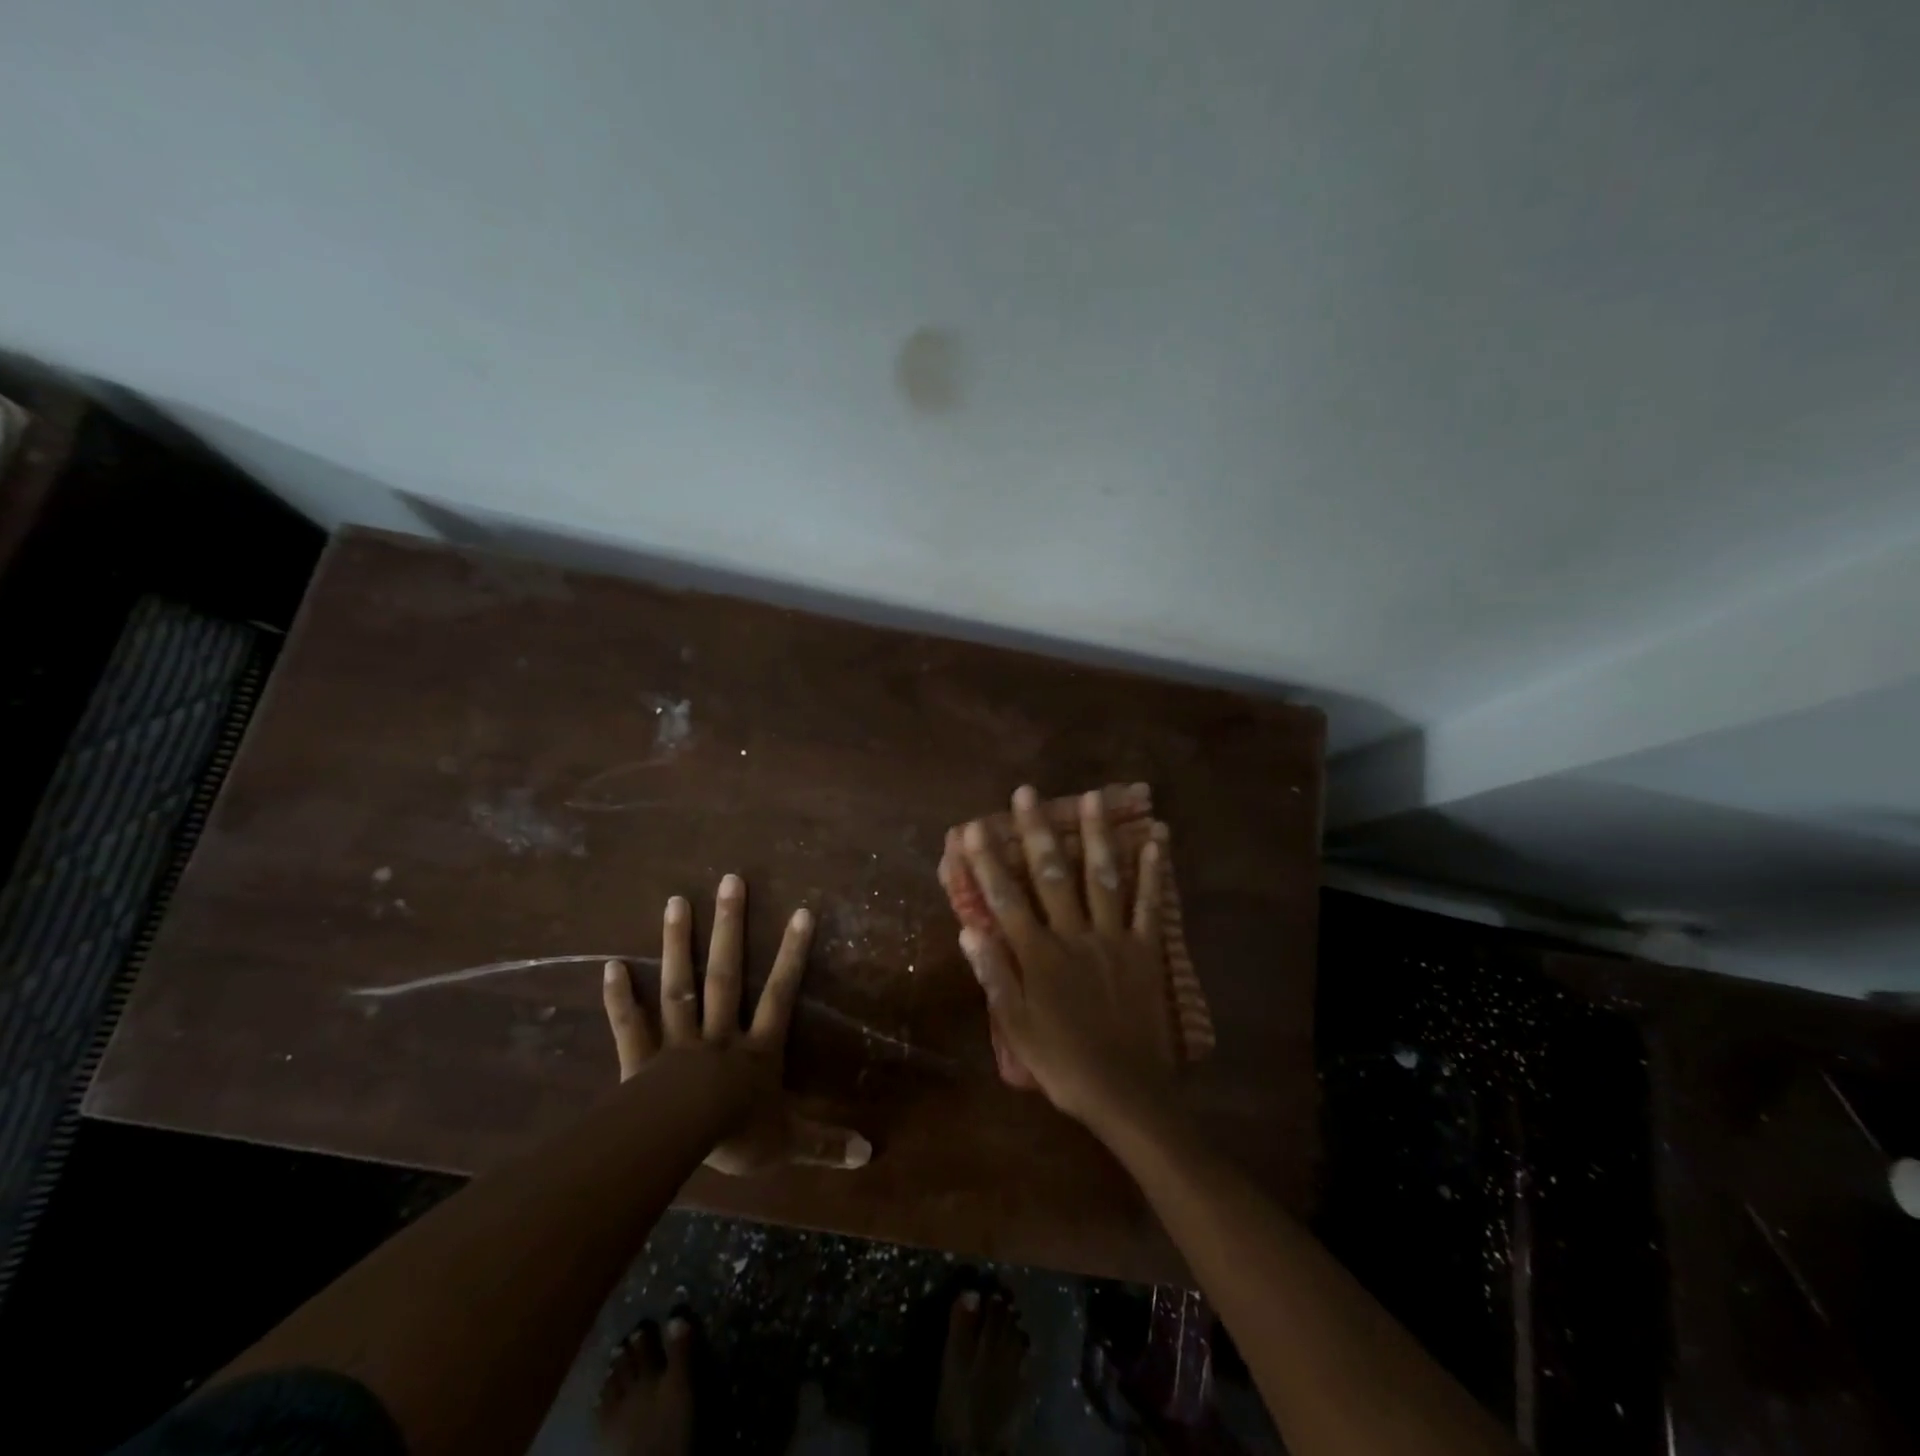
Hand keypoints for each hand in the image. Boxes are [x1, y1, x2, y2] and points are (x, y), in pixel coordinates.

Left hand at [602, 874, 870, 1174]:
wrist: (679, 1143)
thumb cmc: (737, 1136)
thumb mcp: (789, 1142)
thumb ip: (826, 1142)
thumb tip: (872, 1153)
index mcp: (756, 1050)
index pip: (781, 994)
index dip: (792, 955)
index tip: (801, 911)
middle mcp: (719, 1035)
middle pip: (726, 975)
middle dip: (730, 928)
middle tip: (730, 881)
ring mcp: (678, 1043)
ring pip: (680, 986)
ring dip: (678, 945)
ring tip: (676, 901)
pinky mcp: (640, 1060)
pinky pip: (630, 1024)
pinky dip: (620, 997)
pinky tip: (611, 965)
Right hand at [956, 786, 1175, 1128]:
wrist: (1126, 1094)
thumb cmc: (1062, 1063)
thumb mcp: (1016, 1029)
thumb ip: (994, 976)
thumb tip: (970, 930)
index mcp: (1038, 955)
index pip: (1006, 899)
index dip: (987, 862)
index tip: (972, 828)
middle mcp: (1074, 935)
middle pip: (1051, 875)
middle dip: (1036, 831)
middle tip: (1027, 792)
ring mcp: (1113, 939)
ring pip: (1101, 878)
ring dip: (1096, 835)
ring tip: (1094, 796)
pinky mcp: (1145, 951)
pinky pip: (1148, 905)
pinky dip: (1152, 873)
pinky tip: (1155, 842)